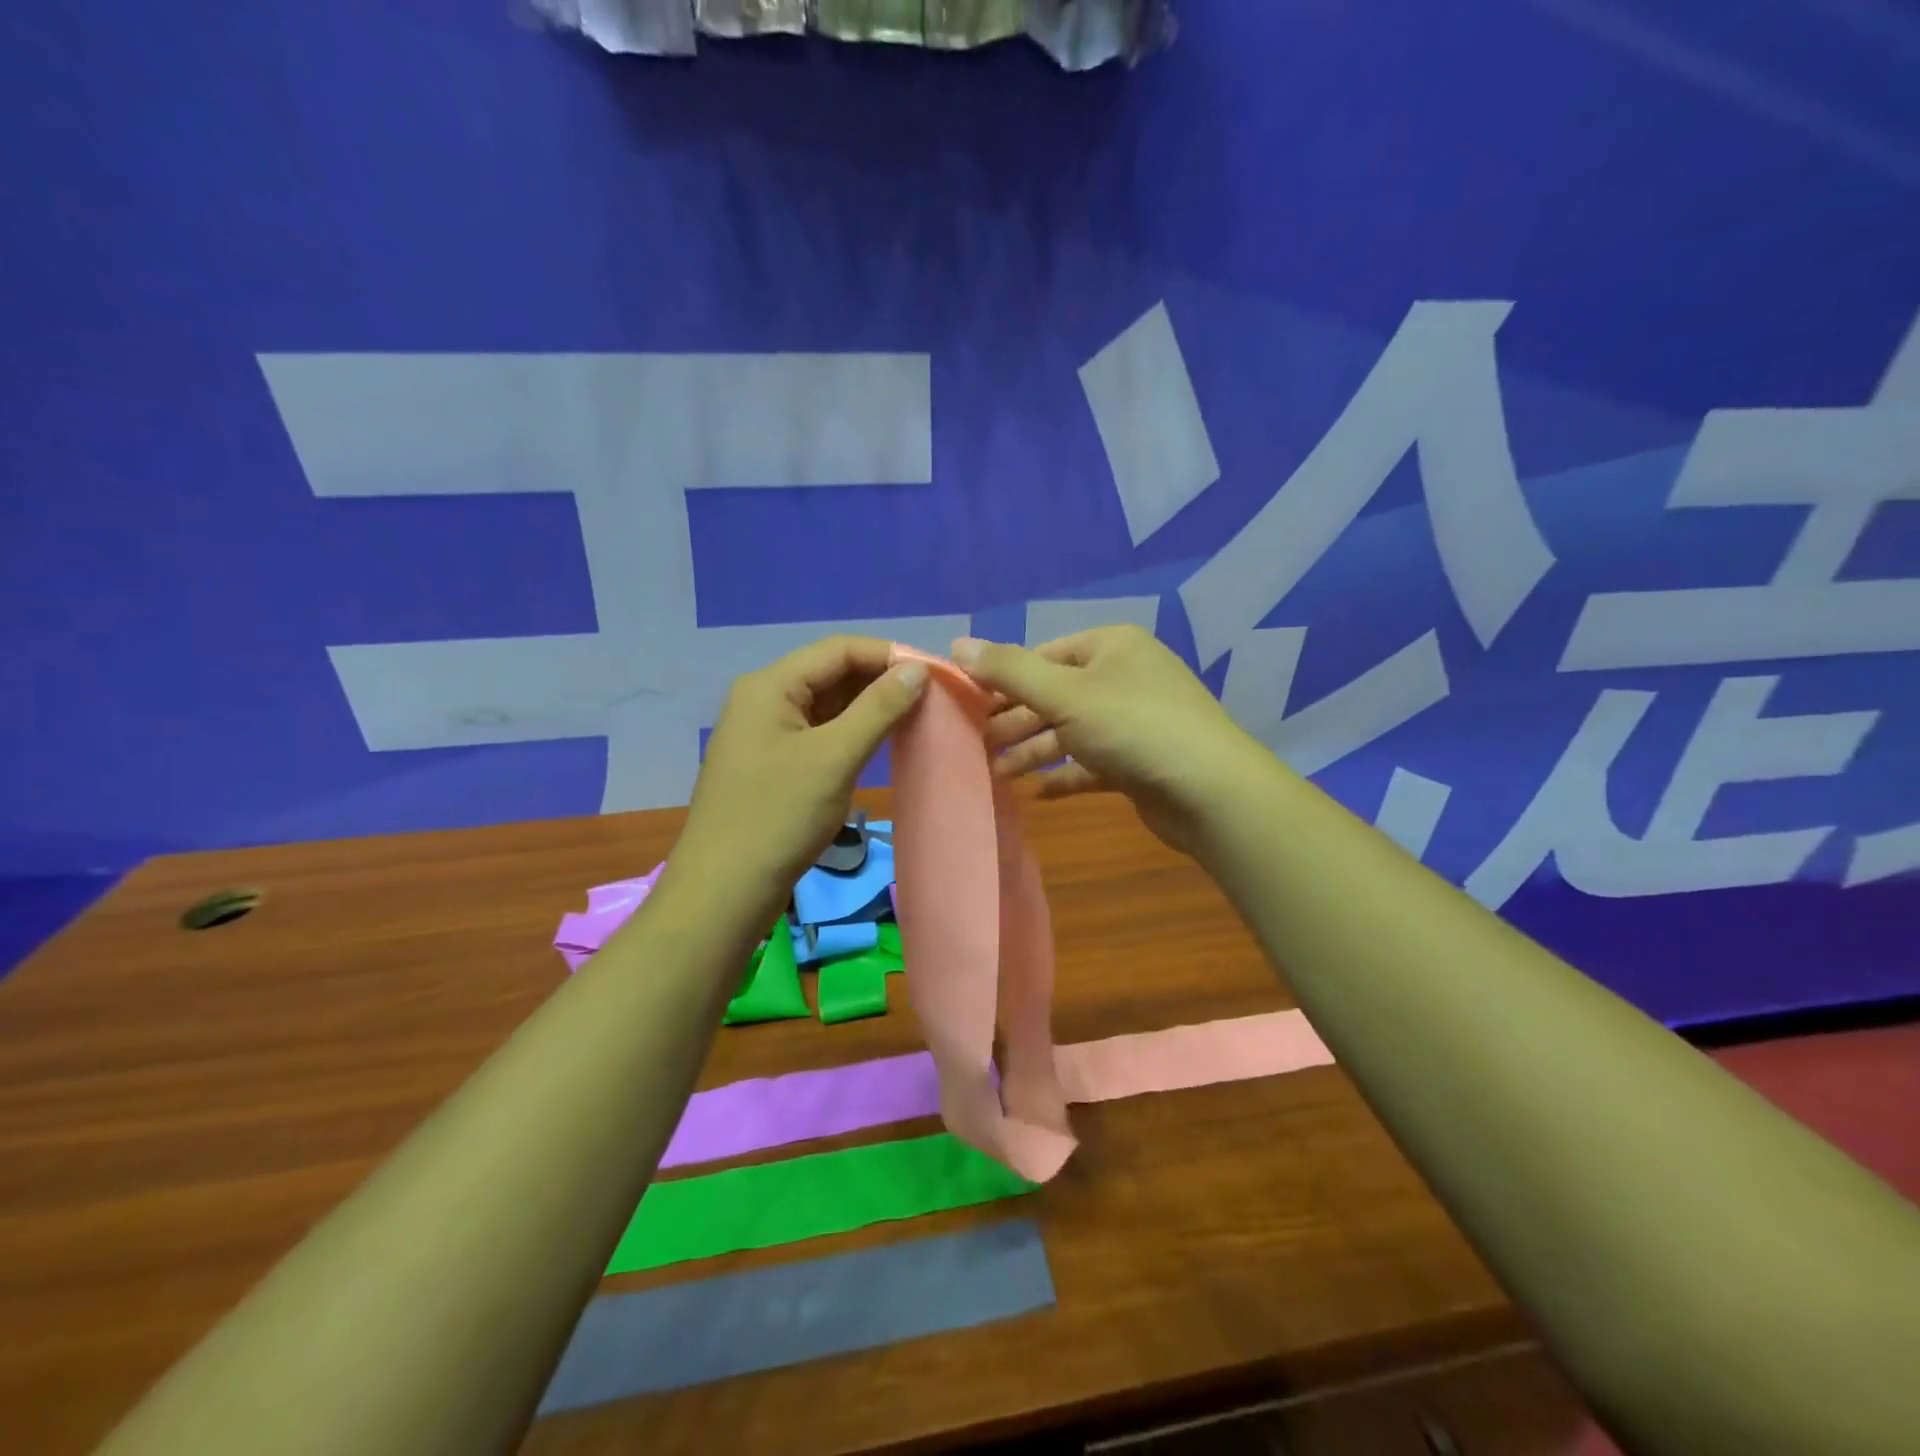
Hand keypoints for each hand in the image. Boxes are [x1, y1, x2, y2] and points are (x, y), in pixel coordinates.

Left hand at [667, 637, 927, 930]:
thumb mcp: (834, 757)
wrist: (725, 890)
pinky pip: (820, 733)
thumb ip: (878, 708)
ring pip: (827, 705)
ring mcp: (766, 733)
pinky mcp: (773, 763)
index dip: (889, 655)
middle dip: (881, 680)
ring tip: (917, 717)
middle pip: (831, 673)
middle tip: (933, 698)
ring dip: (870, 707)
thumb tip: (917, 669)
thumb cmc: (779, 817)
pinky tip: (883, 743)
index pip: (839, 649)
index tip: (936, 673)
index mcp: (770, 686)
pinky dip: (852, 733)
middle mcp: (765, 699)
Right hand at [957, 626, 1274, 855]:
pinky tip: (1037, 793)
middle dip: (1016, 720)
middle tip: (978, 744)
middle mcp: (1124, 676)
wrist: (1210, 792)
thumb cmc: (1132, 727)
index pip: (1043, 655)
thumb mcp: (1064, 694)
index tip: (968, 705)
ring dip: (1034, 750)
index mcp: (1111, 646)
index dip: (1003, 679)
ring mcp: (1135, 720)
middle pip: (1055, 694)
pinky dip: (1065, 774)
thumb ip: (1009, 671)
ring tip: (997, 773)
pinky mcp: (1140, 761)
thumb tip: (956, 644)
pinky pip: (1092, 762)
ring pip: (1072, 730)